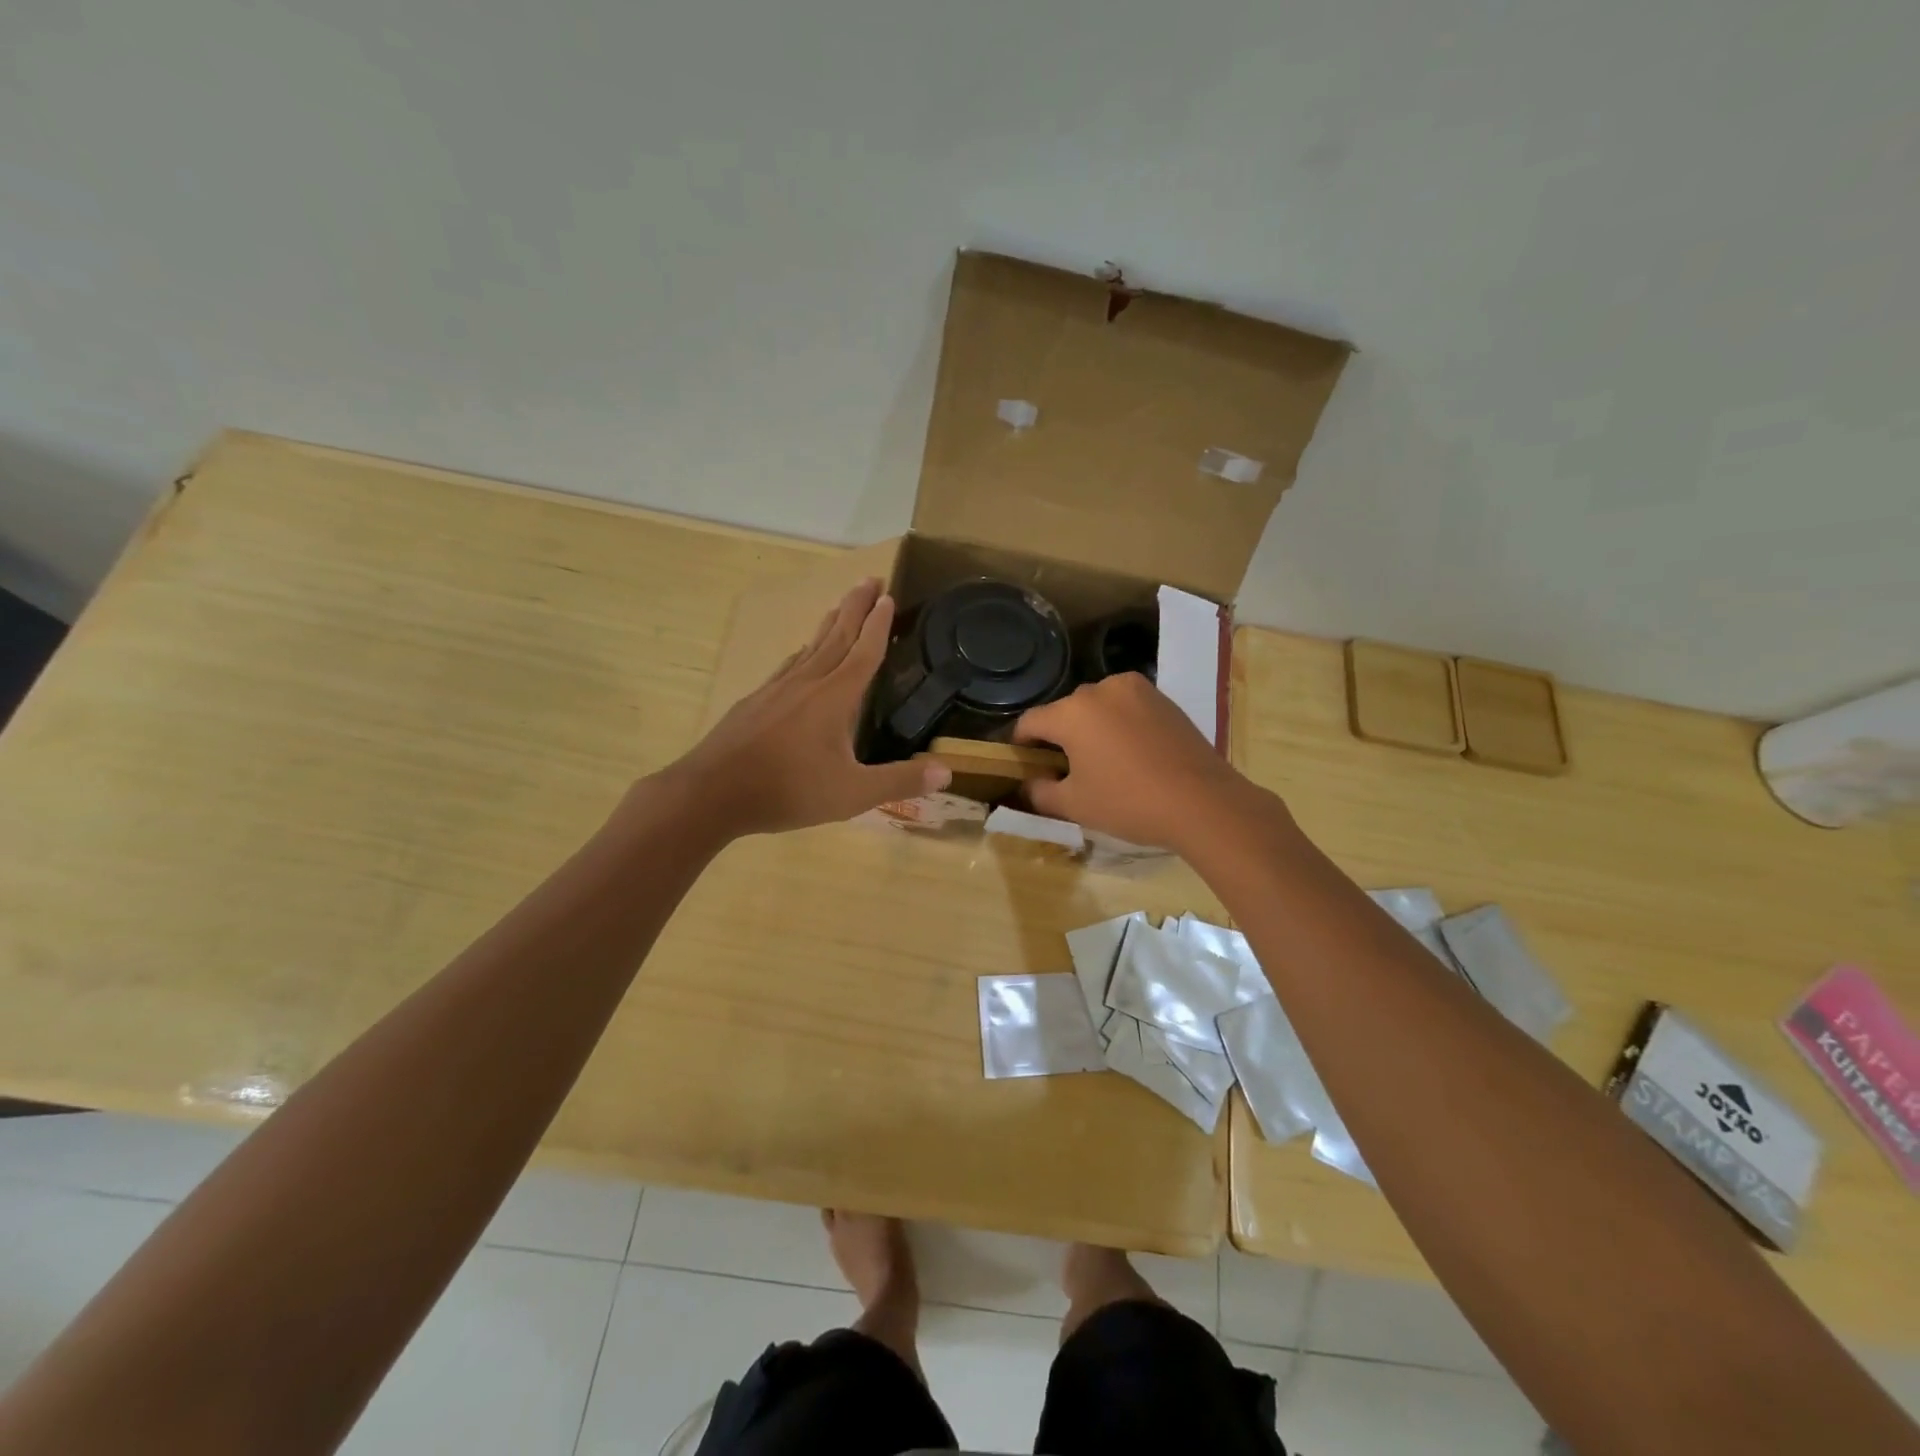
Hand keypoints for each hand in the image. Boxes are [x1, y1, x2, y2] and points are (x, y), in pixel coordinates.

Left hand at [660, 579, 950, 837]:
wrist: (712, 792)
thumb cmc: (788, 791)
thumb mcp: (852, 794)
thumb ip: (900, 781)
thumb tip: (947, 773)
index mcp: (835, 697)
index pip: (864, 651)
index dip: (879, 624)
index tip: (889, 596)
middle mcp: (807, 683)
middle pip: (837, 636)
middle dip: (856, 607)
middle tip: (870, 579)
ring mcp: (777, 689)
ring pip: (810, 647)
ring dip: (829, 623)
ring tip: (840, 606)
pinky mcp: (755, 702)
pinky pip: (788, 666)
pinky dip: (802, 652)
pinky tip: (799, 654)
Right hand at [1012, 672, 1254, 850]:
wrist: (1203, 802)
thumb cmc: (1129, 803)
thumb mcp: (1074, 805)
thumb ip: (1039, 792)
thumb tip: (1027, 784)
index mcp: (1073, 711)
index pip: (1030, 722)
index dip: (1020, 744)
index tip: (1024, 765)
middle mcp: (1101, 689)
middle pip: (1066, 712)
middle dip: (1059, 737)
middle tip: (1065, 771)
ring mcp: (1137, 690)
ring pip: (1098, 707)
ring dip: (1091, 729)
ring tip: (1102, 763)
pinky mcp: (1163, 699)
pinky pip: (1127, 708)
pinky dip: (1120, 726)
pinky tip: (1131, 756)